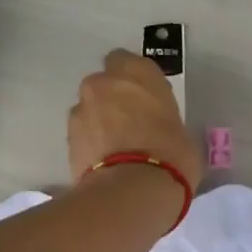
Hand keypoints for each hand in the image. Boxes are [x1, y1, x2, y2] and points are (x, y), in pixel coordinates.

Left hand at [67, 50, 202, 188]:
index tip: (148, 101)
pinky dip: (91, 142)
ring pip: (90, 108)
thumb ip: (166, 123)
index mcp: (138, 72)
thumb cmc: (172, 155)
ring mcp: (81, 108)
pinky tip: (107, 162)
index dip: (137, 82)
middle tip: (132, 124)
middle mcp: (104, 82)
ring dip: (100, 120)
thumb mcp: (184, 135)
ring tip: (117, 148)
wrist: (132, 190)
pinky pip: (82, 133)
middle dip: (114, 98)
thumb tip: (163, 132)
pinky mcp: (68, 137)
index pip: (130, 62)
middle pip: (105, 83)